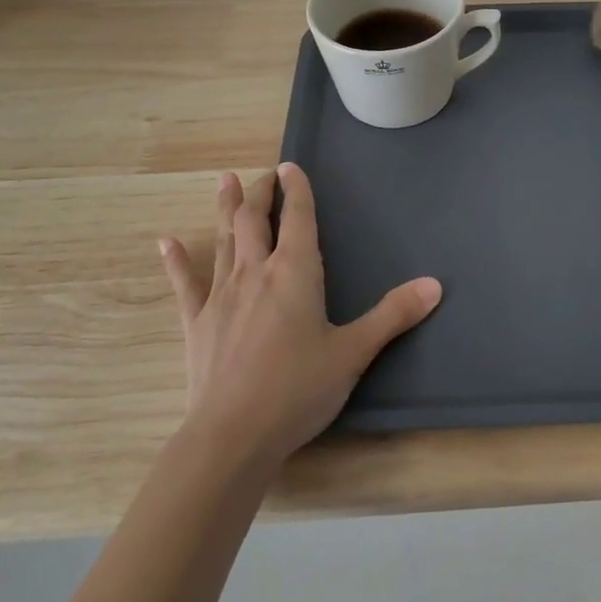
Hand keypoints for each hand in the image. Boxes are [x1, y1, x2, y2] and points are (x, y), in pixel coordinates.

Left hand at [160, 164, 441, 466]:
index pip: (298, 218)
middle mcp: (255, 273)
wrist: (233, 435)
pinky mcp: (197, 323)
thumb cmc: (298, 389)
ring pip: (223, 241)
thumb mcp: (354, 352)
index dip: (296, 190)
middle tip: (264, 174)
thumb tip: (435, 285)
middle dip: (260, 192)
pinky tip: (165, 242)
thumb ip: (393, 315)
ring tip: (225, 181)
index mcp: (294, 273)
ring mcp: (221, 296)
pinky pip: (186, 284)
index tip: (291, 166)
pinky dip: (176, 261)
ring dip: (226, 209)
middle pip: (254, 220)